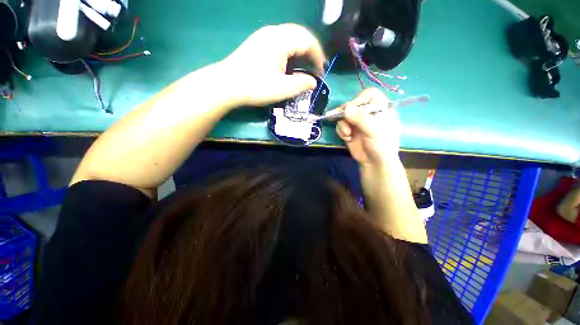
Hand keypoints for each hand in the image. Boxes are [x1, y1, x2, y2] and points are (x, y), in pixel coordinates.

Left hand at [219, 24, 325, 106]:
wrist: (227, 85)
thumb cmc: (256, 87)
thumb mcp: (282, 89)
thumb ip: (301, 84)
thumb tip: (313, 82)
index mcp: (281, 40)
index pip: (307, 41)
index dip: (318, 56)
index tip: (321, 72)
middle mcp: (273, 32)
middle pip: (300, 35)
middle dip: (311, 52)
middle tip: (316, 68)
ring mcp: (264, 36)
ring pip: (290, 38)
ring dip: (300, 51)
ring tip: (305, 67)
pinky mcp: (258, 43)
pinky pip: (280, 42)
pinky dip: (290, 52)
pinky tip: (289, 64)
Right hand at [335, 88, 400, 166]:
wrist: (374, 163)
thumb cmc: (381, 145)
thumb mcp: (375, 131)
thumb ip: (361, 118)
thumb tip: (346, 109)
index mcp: (381, 108)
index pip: (369, 94)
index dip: (359, 99)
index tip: (353, 108)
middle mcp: (368, 112)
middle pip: (353, 104)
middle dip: (346, 113)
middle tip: (342, 119)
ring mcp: (357, 121)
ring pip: (344, 115)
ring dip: (342, 124)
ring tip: (347, 134)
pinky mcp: (349, 130)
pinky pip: (340, 125)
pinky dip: (341, 131)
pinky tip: (347, 138)